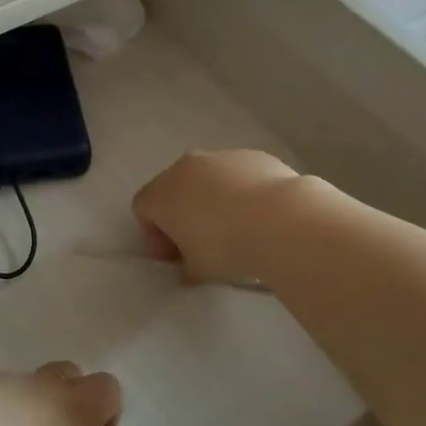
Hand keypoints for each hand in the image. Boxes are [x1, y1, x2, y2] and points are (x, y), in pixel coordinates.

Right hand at [132, 149, 301, 286]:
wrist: (282, 220)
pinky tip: (260, 214)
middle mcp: (185, 167)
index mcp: (162, 193)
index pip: (142, 209)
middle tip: (199, 243)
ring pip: (206, 178)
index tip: (174, 257)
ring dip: (211, 199)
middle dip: (181, 214)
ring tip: (235, 227)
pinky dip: (240, 190)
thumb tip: (189, 266)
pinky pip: (236, 174)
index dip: (153, 235)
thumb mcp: (197, 269)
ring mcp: (220, 157)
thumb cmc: (227, 247)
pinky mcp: (252, 155)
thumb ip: (185, 266)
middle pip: (172, 188)